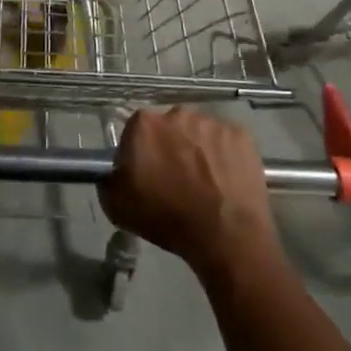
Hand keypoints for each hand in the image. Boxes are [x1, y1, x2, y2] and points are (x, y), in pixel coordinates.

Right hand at [100, 107, 278, 276]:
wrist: (226, 236)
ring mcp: (212, 122)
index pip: (135, 131)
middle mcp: (177, 113)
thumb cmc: (167, 219)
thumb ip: (108, 179)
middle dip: (169, 146)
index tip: (146, 174)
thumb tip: (115, 172)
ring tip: (205, 182)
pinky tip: (225, 180)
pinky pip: (225, 141)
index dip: (140, 152)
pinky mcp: (241, 135)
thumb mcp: (117, 206)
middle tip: (176, 178)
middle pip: (169, 127)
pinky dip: (224, 155)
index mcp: (144, 124)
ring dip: (197, 149)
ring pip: (198, 132)